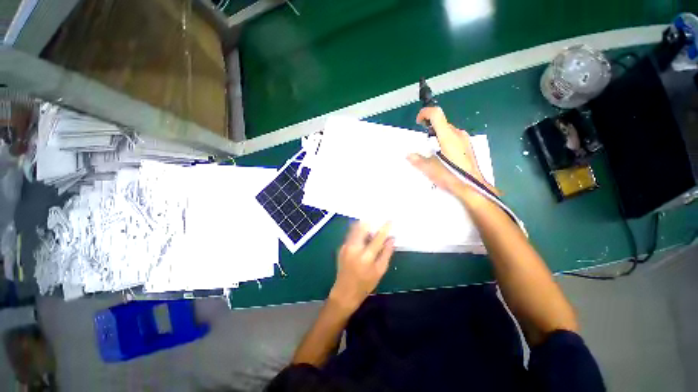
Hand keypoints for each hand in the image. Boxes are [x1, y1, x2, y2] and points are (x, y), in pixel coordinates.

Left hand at [329, 222, 394, 311]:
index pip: (377, 237)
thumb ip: (386, 253)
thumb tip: (392, 239)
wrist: (345, 292)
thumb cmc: (365, 284)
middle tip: (377, 223)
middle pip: (362, 227)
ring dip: (364, 226)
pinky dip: (358, 232)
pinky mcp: (341, 247)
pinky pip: (351, 234)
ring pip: (355, 228)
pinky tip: (363, 237)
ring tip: (370, 229)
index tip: (390, 220)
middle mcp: (354, 248)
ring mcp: (346, 246)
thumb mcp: (380, 271)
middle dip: (371, 223)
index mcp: (365, 256)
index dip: (385, 228)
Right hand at [410, 107, 499, 195]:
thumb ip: (418, 160)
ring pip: (448, 131)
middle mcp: (458, 134)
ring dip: (438, 136)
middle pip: (442, 123)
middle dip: (430, 129)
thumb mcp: (430, 169)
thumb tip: (409, 155)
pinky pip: (454, 138)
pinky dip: (445, 141)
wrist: (473, 187)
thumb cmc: (452, 177)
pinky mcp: (468, 146)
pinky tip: (444, 156)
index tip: (418, 122)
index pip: (436, 114)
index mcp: (448, 137)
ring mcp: (465, 140)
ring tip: (434, 153)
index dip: (425, 113)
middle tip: (424, 144)